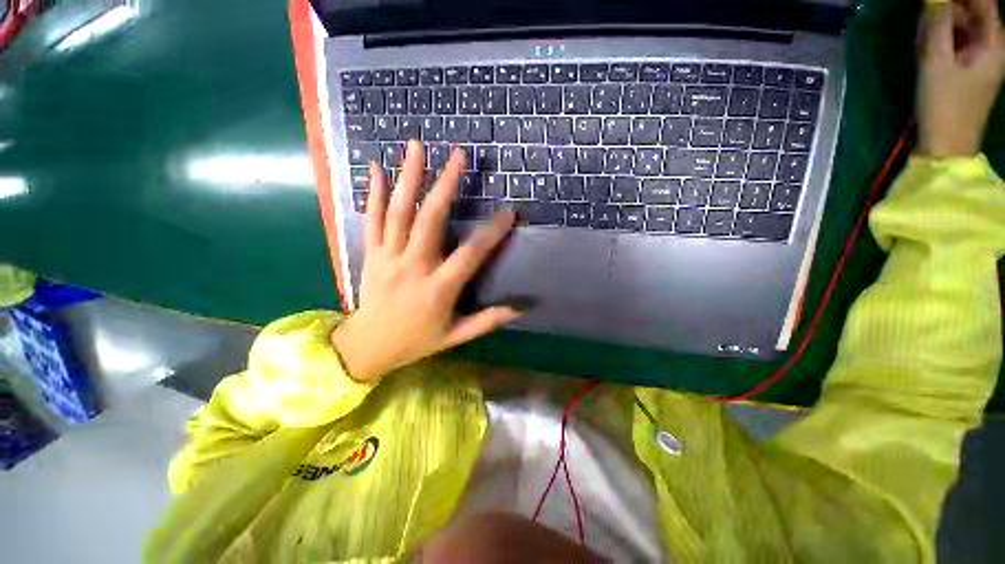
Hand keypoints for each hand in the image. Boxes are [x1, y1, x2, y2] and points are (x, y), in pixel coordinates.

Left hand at [331, 141, 521, 382]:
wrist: (366, 346)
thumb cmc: (415, 341)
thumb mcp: (455, 336)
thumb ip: (487, 320)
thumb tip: (520, 308)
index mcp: (437, 289)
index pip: (469, 255)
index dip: (491, 233)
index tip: (508, 212)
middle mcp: (412, 267)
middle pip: (429, 220)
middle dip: (445, 186)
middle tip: (458, 156)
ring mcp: (388, 257)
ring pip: (398, 212)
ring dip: (408, 178)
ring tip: (416, 146)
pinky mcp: (371, 254)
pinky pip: (371, 219)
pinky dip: (373, 192)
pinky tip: (377, 167)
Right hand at [917, 0, 1004, 156]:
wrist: (946, 146)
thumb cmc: (943, 104)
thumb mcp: (936, 61)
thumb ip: (937, 23)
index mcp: (993, 42)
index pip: (982, 2)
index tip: (937, 1)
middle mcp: (993, 46)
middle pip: (972, 12)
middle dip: (948, 10)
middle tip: (926, 17)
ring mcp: (983, 59)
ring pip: (962, 27)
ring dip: (942, 26)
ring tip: (925, 36)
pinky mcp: (971, 69)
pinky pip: (958, 42)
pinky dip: (942, 39)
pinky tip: (928, 47)